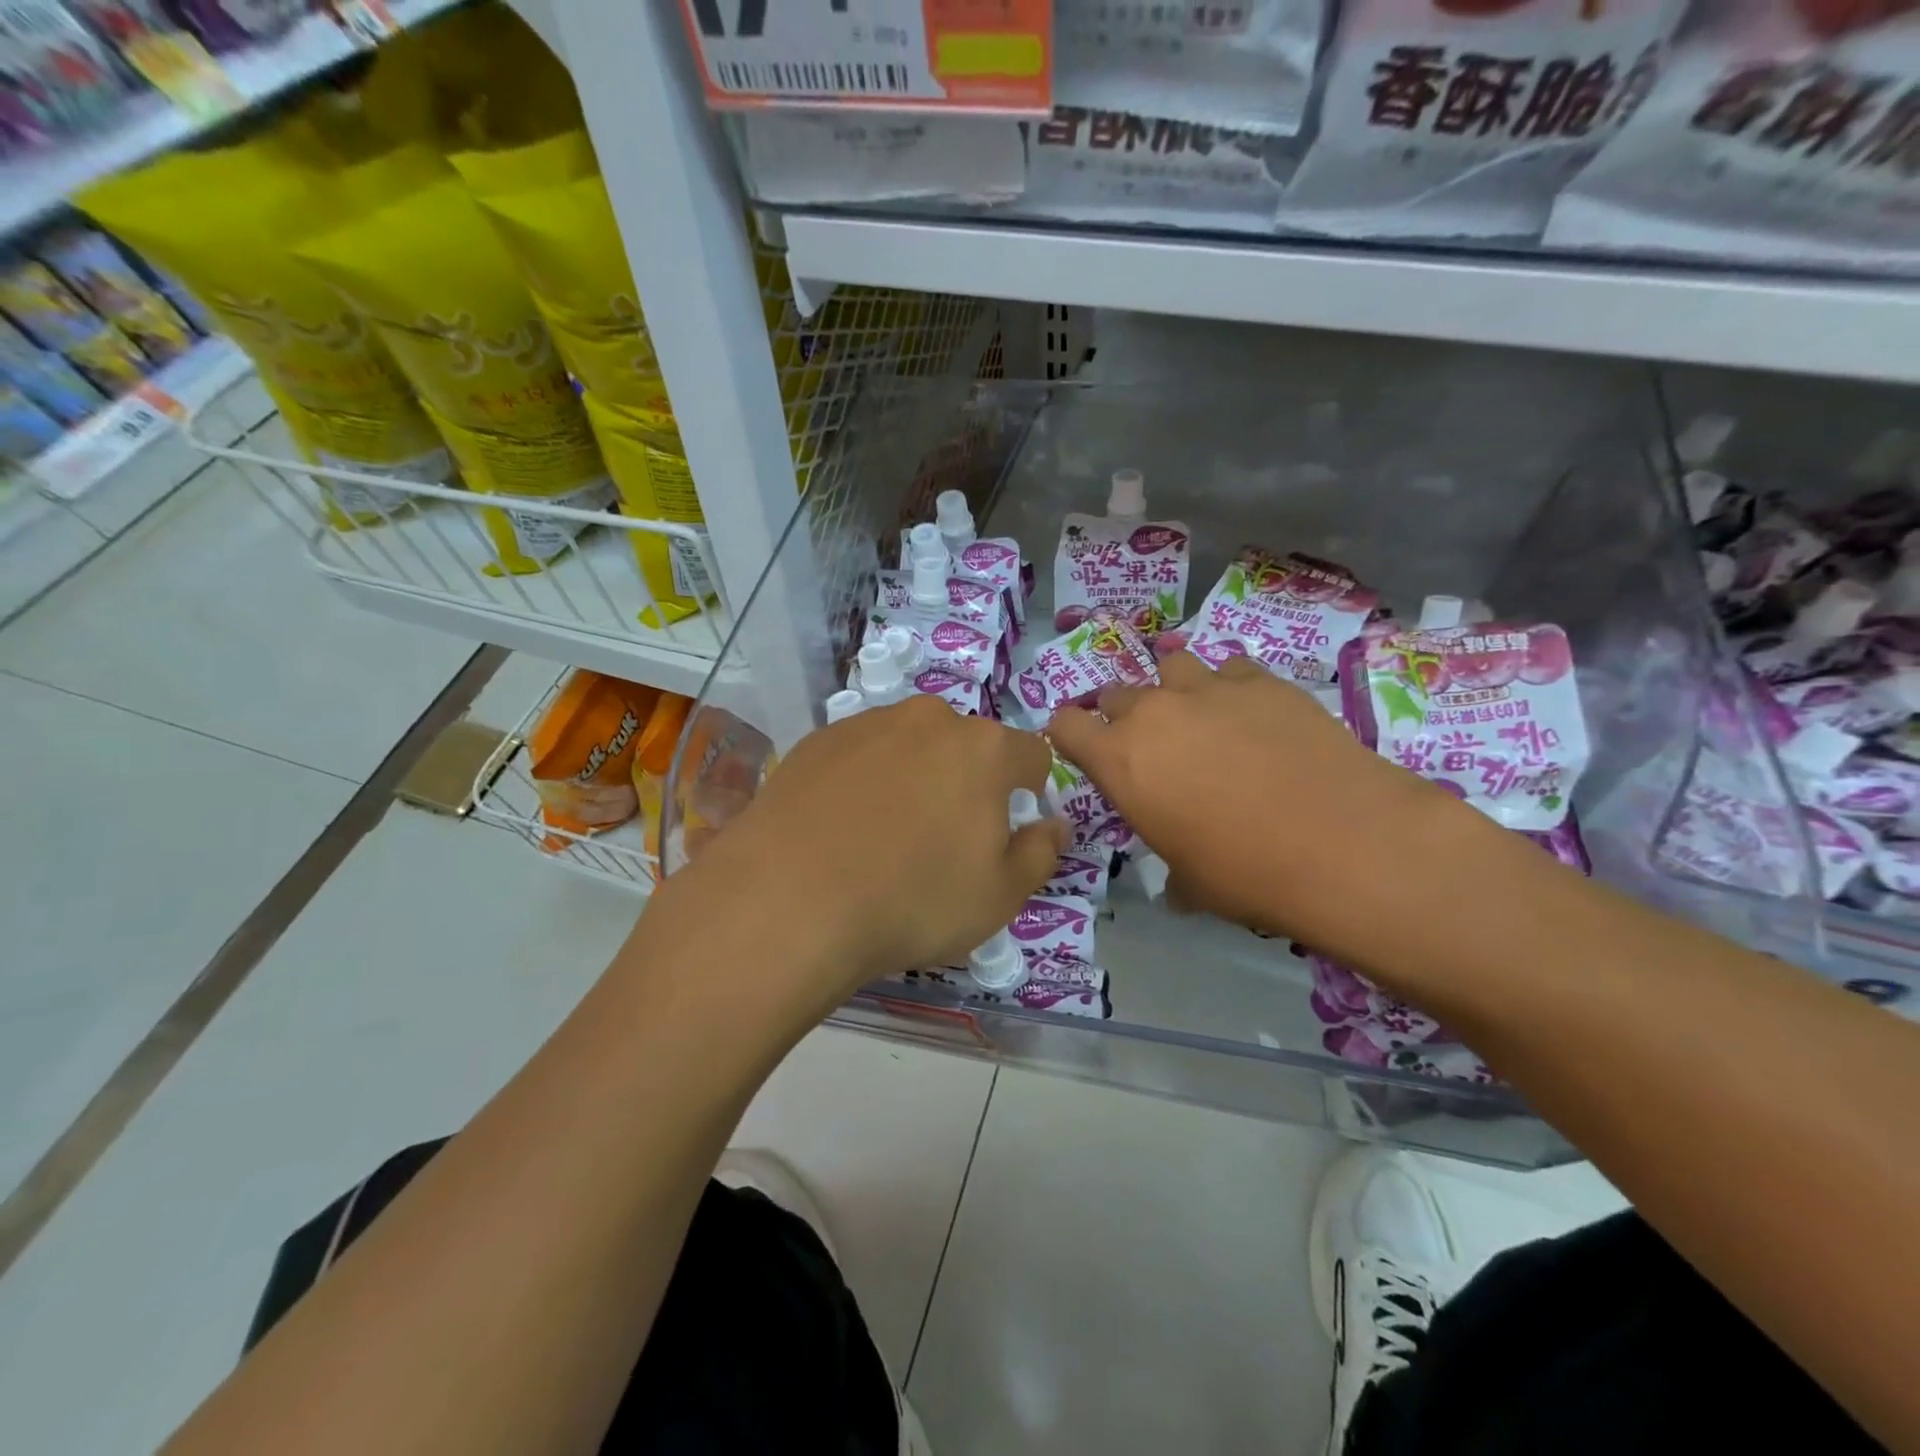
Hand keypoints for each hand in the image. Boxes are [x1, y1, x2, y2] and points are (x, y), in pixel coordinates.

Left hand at [657, 695, 1067, 1019]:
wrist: (791, 898)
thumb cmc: (914, 900)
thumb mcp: (1000, 896)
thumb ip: (1040, 853)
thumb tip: (1055, 823)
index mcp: (985, 750)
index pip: (1031, 755)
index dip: (1031, 790)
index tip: (1012, 826)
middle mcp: (929, 720)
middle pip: (967, 747)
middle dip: (968, 783)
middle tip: (944, 839)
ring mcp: (868, 724)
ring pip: (911, 746)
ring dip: (914, 778)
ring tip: (886, 835)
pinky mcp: (817, 740)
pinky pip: (861, 756)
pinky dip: (864, 781)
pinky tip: (841, 827)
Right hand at [1047, 653, 1490, 967]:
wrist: (1341, 842)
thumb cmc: (1246, 872)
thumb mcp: (1189, 880)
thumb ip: (1169, 866)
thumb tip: (1178, 886)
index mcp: (1119, 759)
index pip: (1064, 725)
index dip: (1068, 735)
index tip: (1085, 750)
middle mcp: (1153, 712)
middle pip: (1115, 693)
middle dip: (1122, 715)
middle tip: (1150, 744)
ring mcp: (1208, 688)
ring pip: (1171, 667)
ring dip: (1175, 690)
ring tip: (1200, 716)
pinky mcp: (1262, 680)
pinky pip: (1230, 669)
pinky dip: (1231, 687)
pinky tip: (1254, 714)